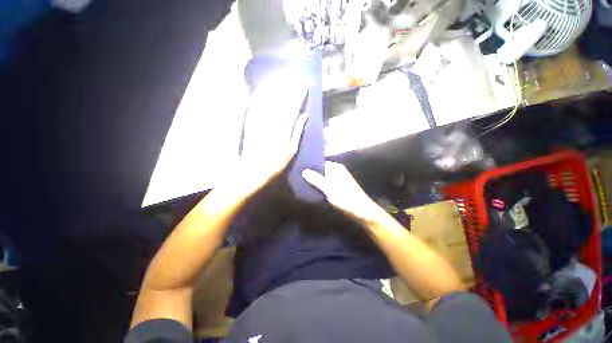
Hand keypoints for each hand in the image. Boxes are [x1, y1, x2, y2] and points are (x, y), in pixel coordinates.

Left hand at [241, 70, 308, 186]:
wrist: (254, 169)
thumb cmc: (277, 163)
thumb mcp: (292, 150)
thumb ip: (298, 131)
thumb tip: (304, 115)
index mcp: (284, 129)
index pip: (293, 106)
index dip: (299, 95)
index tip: (304, 86)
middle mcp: (271, 121)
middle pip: (280, 99)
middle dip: (288, 87)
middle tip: (294, 77)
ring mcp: (259, 119)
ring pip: (268, 98)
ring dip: (275, 86)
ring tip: (281, 77)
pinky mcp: (250, 121)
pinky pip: (255, 103)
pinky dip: (261, 94)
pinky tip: (265, 87)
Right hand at [302, 161, 384, 221]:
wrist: (362, 211)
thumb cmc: (346, 198)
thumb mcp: (329, 189)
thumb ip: (316, 179)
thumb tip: (303, 171)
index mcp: (335, 168)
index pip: (319, 162)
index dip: (309, 166)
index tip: (297, 169)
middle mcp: (336, 171)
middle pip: (320, 170)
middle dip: (310, 174)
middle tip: (297, 178)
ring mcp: (337, 179)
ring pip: (322, 178)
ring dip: (314, 181)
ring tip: (301, 184)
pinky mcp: (337, 187)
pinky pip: (325, 184)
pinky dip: (319, 186)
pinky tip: (311, 190)